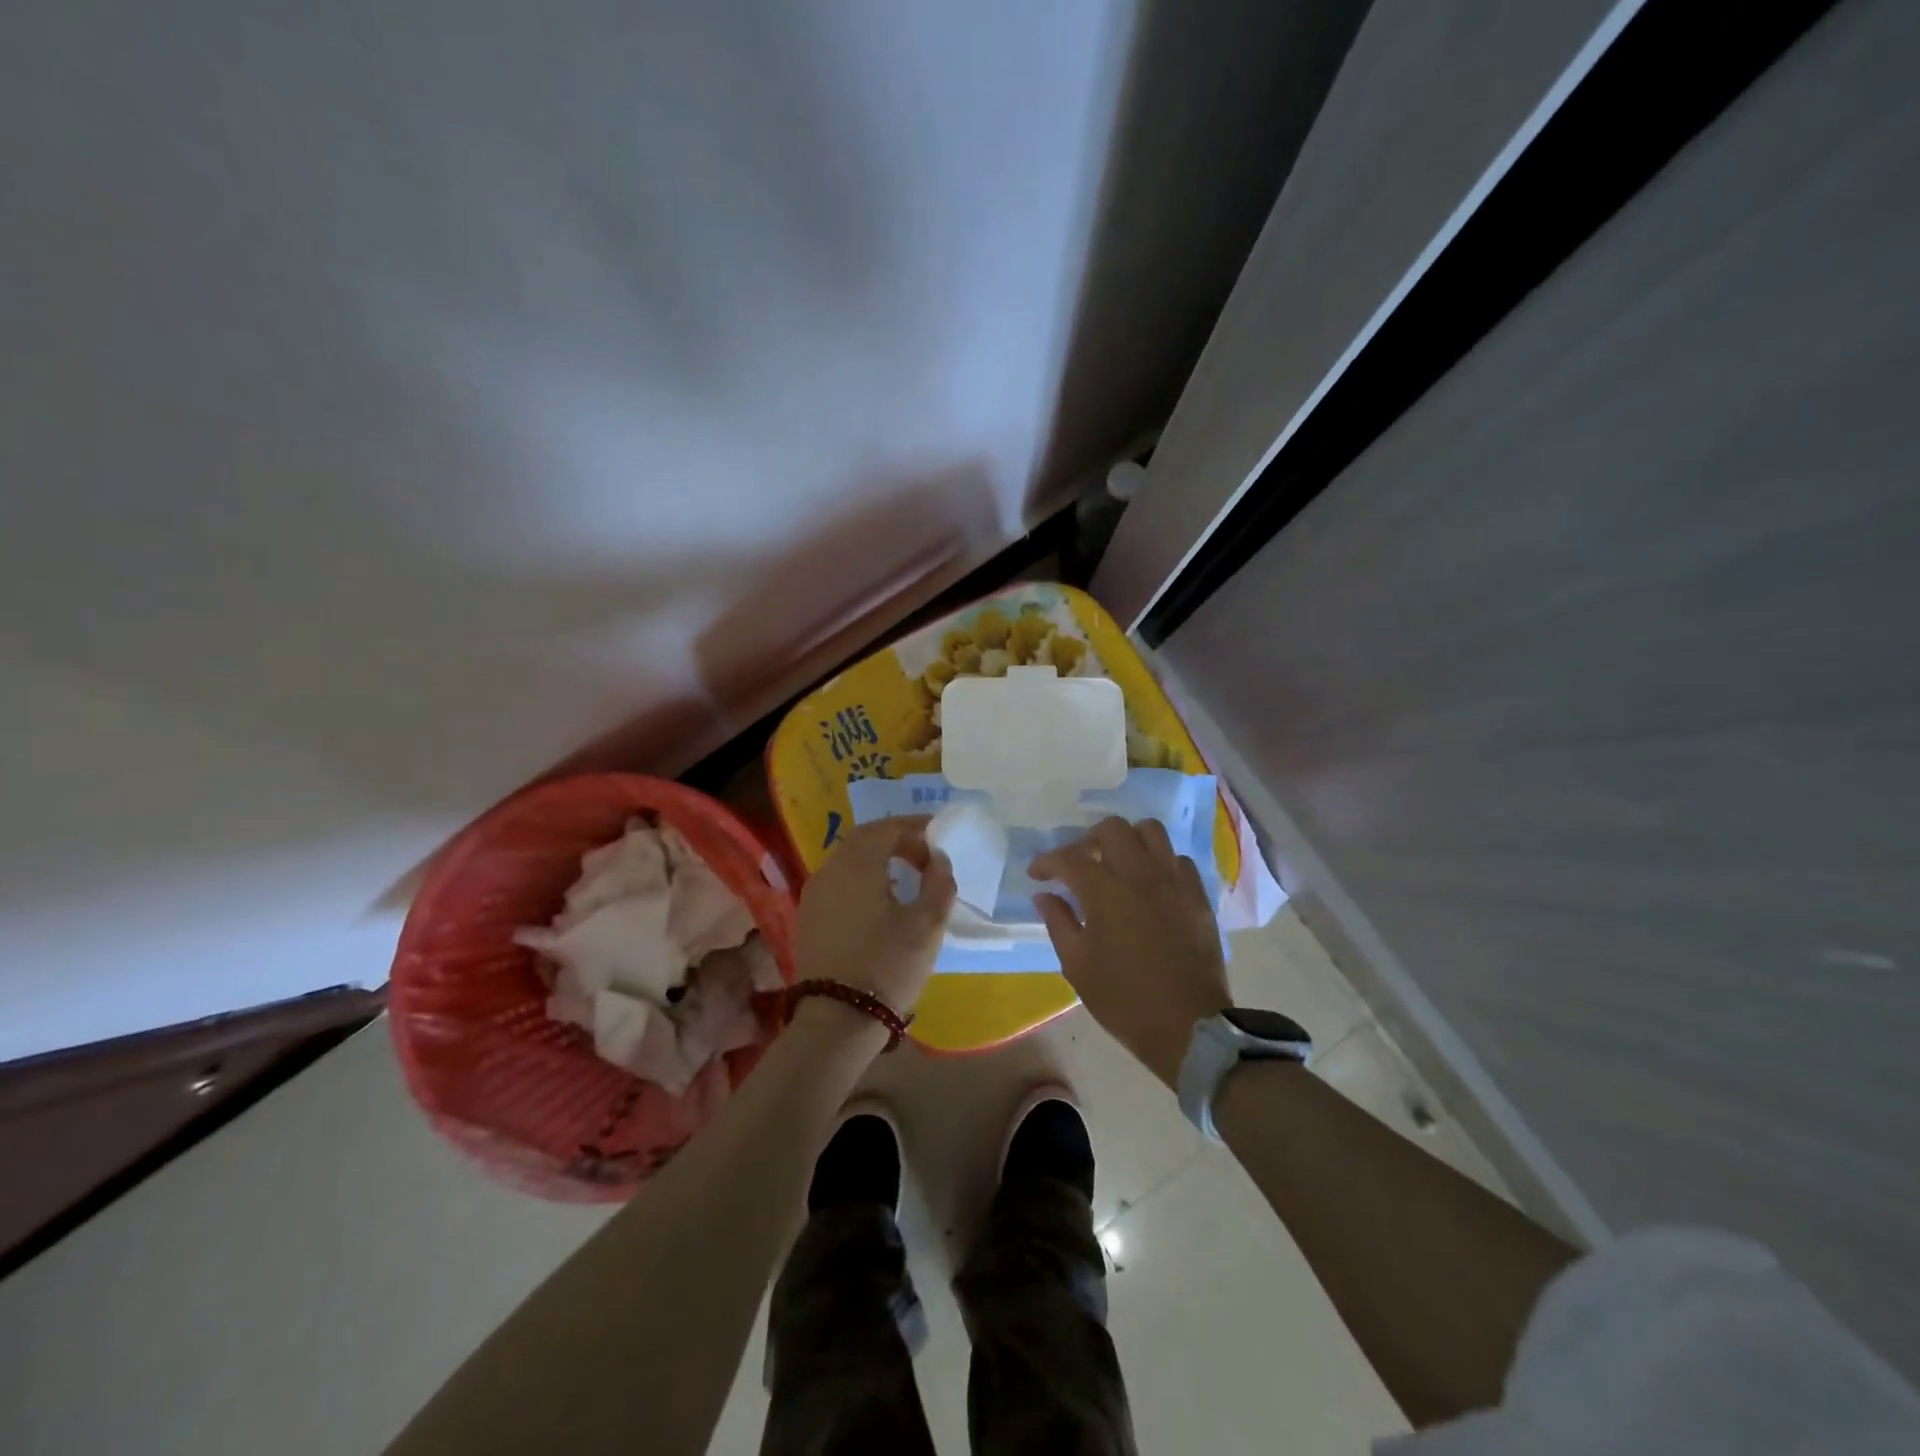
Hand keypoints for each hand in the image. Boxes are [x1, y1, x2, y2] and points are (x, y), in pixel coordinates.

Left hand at [794, 816, 955, 1017]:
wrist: (837, 1020)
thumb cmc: (888, 965)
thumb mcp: (928, 924)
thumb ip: (938, 883)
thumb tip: (937, 859)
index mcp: (857, 863)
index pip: (886, 828)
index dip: (914, 827)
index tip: (939, 835)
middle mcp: (830, 869)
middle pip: (863, 839)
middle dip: (896, 839)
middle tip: (924, 851)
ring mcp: (814, 894)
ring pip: (848, 861)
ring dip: (878, 858)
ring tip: (906, 874)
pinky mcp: (809, 918)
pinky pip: (838, 882)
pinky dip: (862, 878)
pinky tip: (880, 900)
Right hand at [1031, 817, 1230, 1087]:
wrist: (1188, 1026)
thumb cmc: (1124, 999)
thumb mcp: (1077, 966)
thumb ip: (1058, 922)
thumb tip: (1045, 895)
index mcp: (1105, 891)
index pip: (1069, 857)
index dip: (1048, 862)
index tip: (1037, 875)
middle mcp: (1140, 874)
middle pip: (1112, 829)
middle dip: (1088, 840)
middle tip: (1080, 865)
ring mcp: (1173, 881)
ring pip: (1150, 832)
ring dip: (1128, 840)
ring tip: (1117, 864)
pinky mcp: (1197, 895)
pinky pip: (1177, 859)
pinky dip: (1159, 863)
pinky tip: (1150, 885)